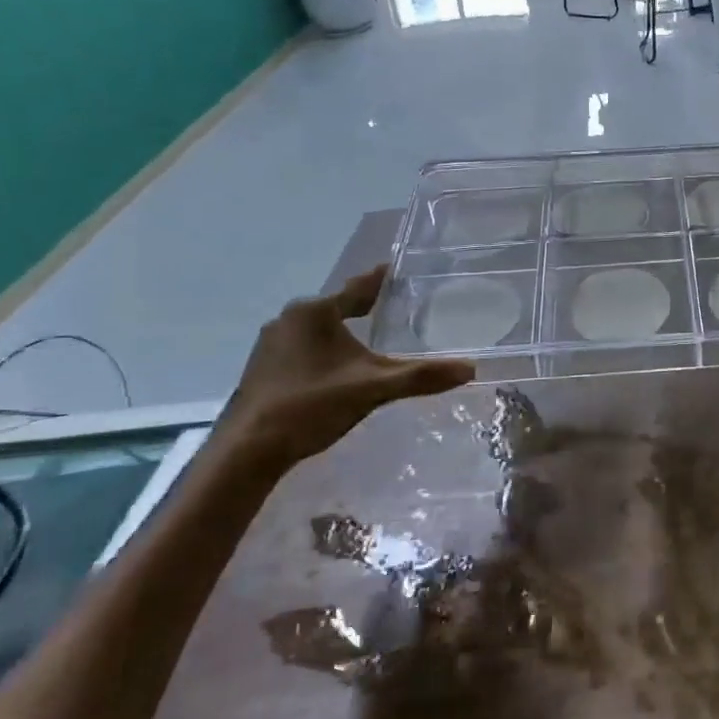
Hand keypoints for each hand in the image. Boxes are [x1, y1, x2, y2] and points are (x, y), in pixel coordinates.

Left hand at [221, 267, 474, 470]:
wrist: (248, 450)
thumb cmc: (312, 405)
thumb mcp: (373, 388)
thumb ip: (421, 377)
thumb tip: (470, 370)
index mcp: (315, 312)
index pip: (359, 288)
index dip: (382, 280)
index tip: (399, 268)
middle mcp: (290, 319)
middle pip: (338, 306)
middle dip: (365, 307)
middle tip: (395, 305)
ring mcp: (272, 343)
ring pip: (319, 328)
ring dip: (344, 331)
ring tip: (371, 336)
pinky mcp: (263, 367)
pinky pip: (304, 346)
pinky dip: (326, 349)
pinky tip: (339, 367)